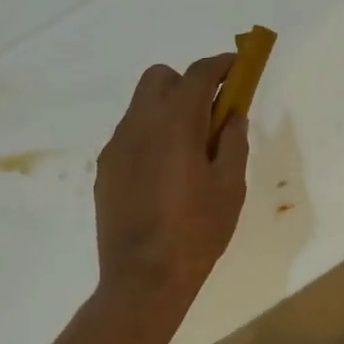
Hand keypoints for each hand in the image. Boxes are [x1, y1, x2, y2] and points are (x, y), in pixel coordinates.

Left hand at [94, 55, 250, 312]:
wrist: (143, 278)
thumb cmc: (197, 232)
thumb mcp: (230, 187)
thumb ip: (232, 143)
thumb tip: (232, 116)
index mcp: (175, 124)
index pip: (198, 74)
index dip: (221, 65)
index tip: (237, 66)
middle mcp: (140, 124)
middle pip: (159, 78)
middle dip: (186, 82)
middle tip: (209, 112)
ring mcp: (117, 146)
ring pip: (141, 105)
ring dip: (167, 109)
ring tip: (188, 149)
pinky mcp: (105, 169)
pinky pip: (130, 135)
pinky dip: (150, 135)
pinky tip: (164, 173)